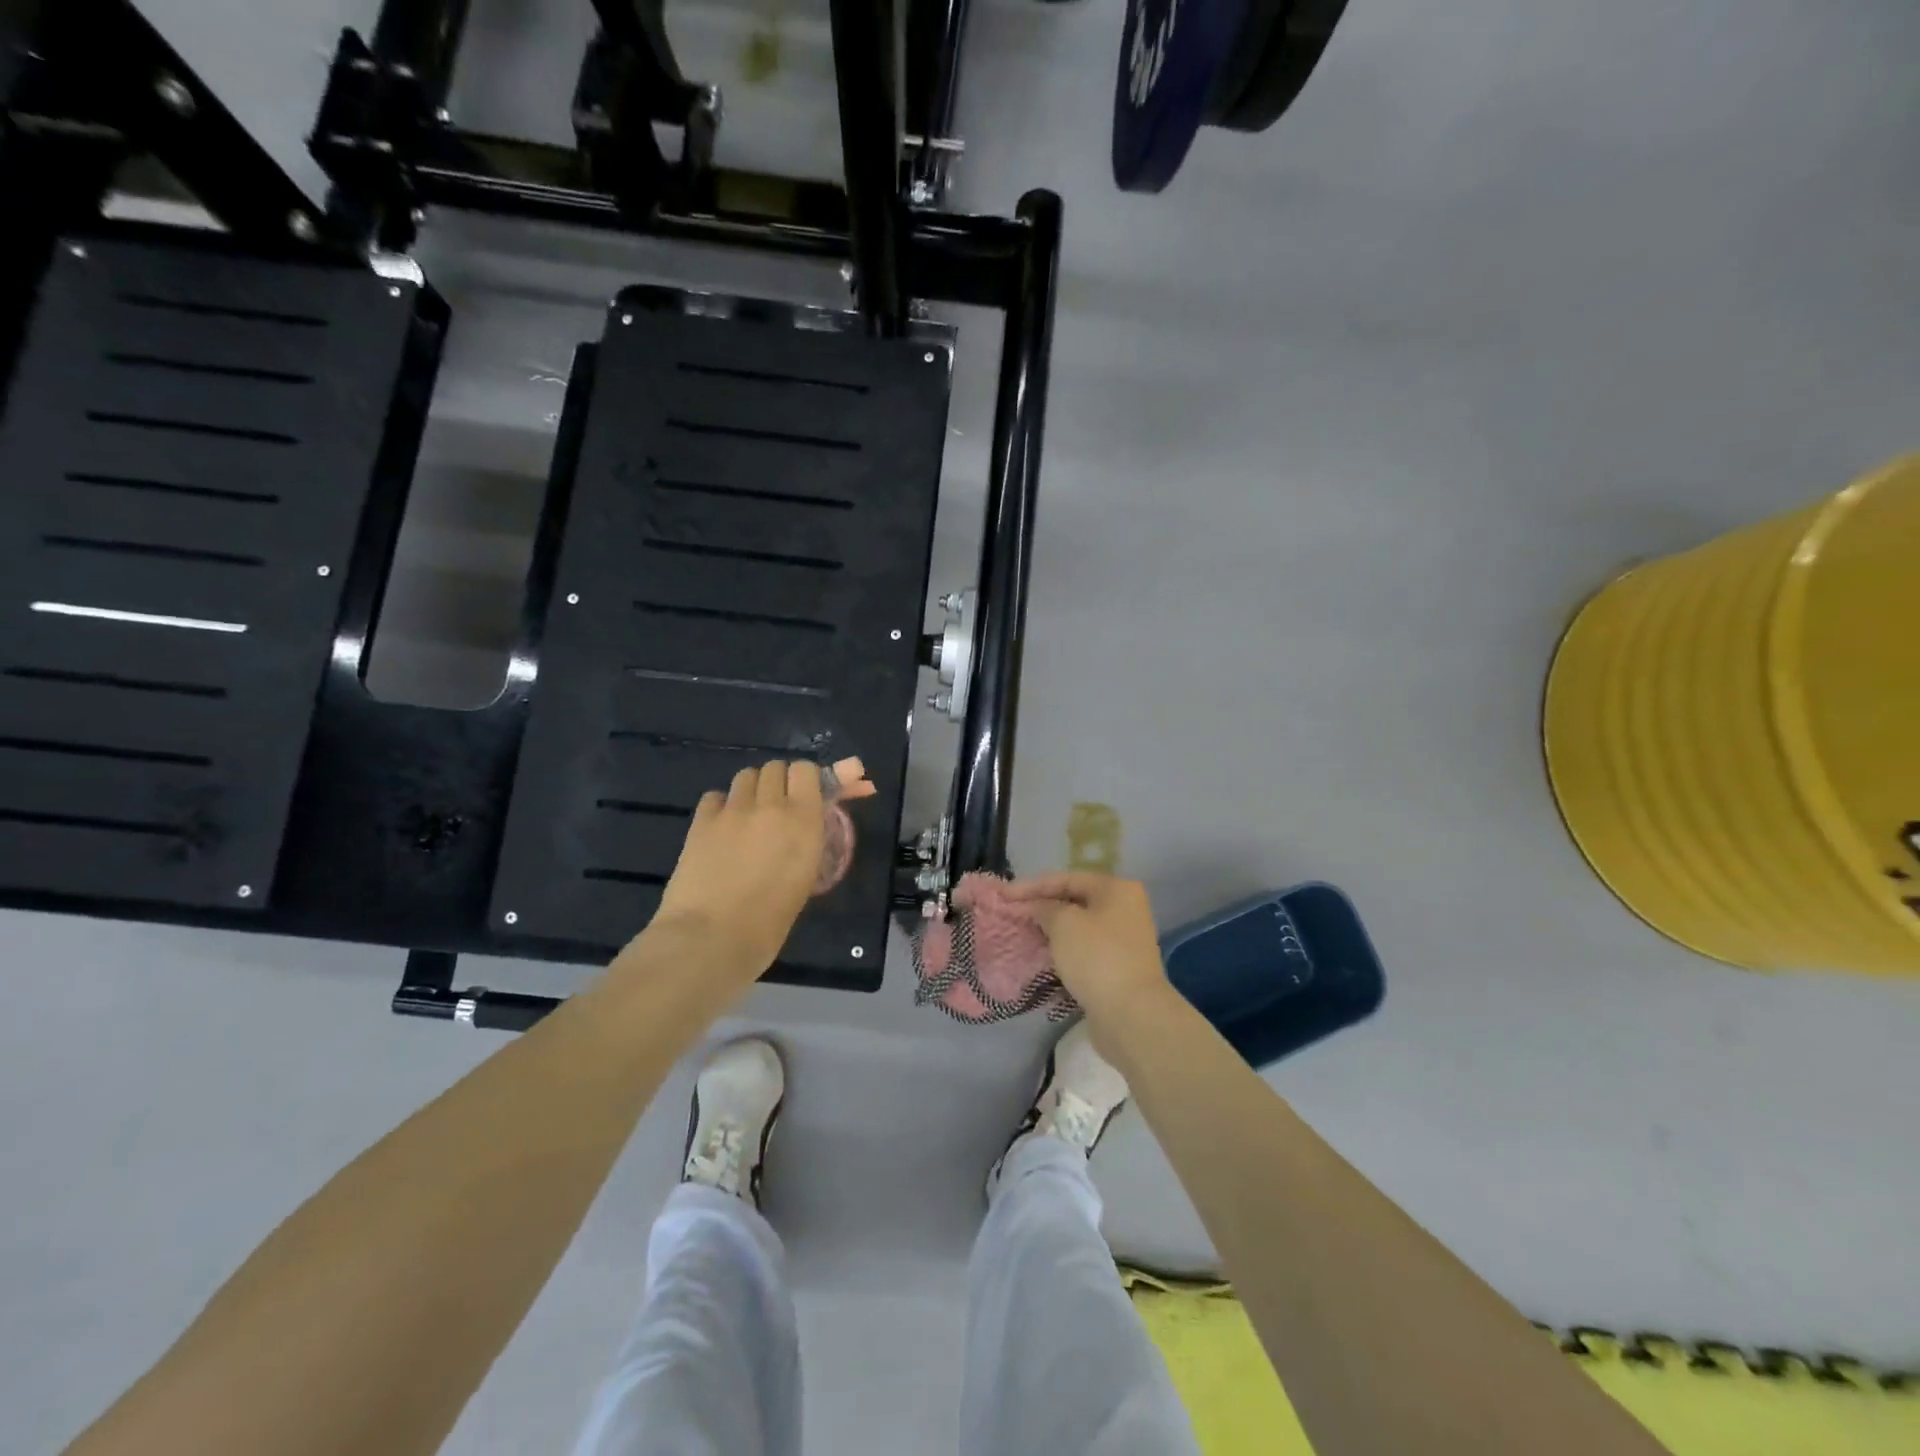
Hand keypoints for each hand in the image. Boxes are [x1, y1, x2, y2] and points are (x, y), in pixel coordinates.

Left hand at [646, 761, 825, 983]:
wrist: (711, 939)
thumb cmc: (769, 923)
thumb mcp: (804, 878)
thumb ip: (807, 840)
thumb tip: (806, 824)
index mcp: (804, 820)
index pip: (806, 770)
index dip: (806, 780)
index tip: (807, 797)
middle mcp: (770, 805)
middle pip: (775, 767)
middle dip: (780, 783)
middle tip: (778, 810)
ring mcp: (732, 810)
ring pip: (746, 776)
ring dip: (752, 790)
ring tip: (750, 817)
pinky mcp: (701, 821)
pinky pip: (716, 796)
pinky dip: (722, 805)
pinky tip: (722, 829)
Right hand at [1003, 873, 1174, 1032]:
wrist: (1130, 1013)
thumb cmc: (1096, 957)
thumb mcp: (1063, 923)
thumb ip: (1044, 908)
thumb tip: (1037, 908)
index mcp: (1116, 889)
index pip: (1067, 878)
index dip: (1032, 886)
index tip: (1004, 895)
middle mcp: (1125, 909)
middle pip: (1074, 901)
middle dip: (1042, 908)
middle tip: (1012, 914)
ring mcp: (1123, 940)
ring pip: (1078, 928)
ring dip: (1051, 931)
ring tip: (1022, 935)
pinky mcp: (1117, 967)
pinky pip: (1083, 951)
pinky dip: (1063, 952)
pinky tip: (1042, 957)